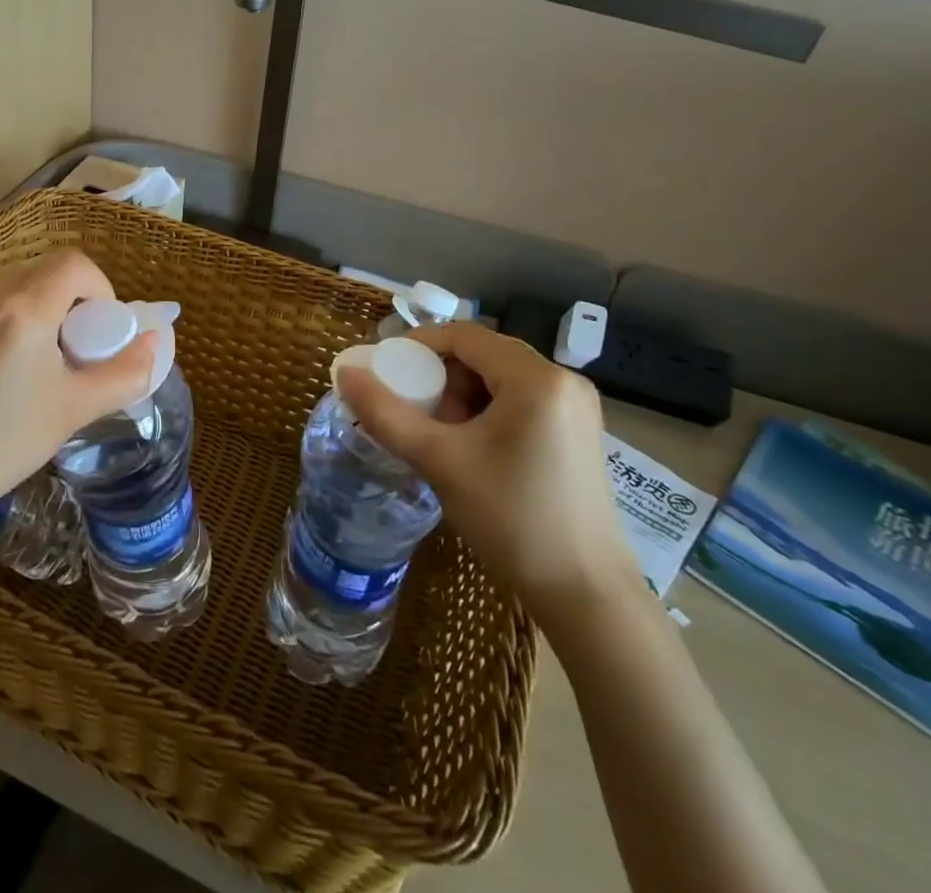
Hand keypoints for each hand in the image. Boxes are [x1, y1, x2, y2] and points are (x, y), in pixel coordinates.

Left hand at [0, 251, 156, 519]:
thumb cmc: (5, 443)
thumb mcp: (75, 409)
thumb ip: (126, 372)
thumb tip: (154, 342)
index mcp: (22, 311)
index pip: (74, 263)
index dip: (98, 286)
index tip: (96, 327)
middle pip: (44, 269)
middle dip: (67, 297)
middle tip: (68, 344)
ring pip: (13, 278)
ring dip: (35, 300)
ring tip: (32, 350)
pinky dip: (3, 308)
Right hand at [339, 321, 636, 628]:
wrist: (585, 595)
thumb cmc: (511, 519)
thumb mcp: (440, 461)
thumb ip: (386, 413)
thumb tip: (345, 373)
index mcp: (536, 378)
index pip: (464, 335)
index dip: (418, 345)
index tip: (385, 371)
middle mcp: (563, 380)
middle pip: (484, 353)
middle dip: (441, 375)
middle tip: (414, 408)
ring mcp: (576, 406)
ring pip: (500, 377)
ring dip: (463, 394)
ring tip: (441, 434)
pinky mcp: (577, 431)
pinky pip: (520, 399)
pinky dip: (487, 410)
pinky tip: (472, 446)